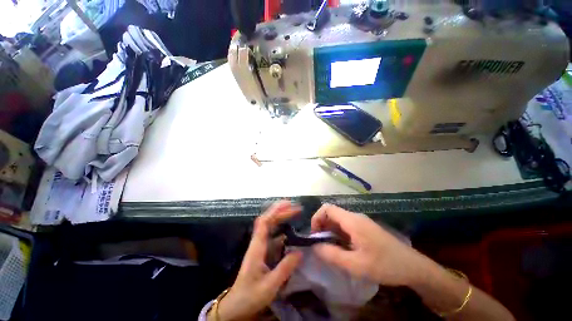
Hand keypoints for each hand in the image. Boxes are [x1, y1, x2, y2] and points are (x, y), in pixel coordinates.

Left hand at [212, 201, 302, 320]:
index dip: (276, 211)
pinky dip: (282, 231)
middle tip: (296, 207)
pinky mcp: (263, 252)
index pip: (265, 222)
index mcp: (257, 247)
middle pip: (268, 220)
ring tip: (295, 214)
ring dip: (281, 218)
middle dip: (281, 211)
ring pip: (270, 227)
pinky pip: (273, 237)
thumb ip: (284, 269)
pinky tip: (291, 233)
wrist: (236, 306)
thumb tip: (300, 252)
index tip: (289, 205)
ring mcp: (260, 247)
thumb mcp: (269, 286)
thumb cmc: (250, 296)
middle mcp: (258, 243)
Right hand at [311, 204, 427, 286]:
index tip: (314, 235)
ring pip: (338, 221)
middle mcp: (355, 217)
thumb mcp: (356, 265)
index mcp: (352, 220)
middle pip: (331, 214)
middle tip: (320, 245)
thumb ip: (332, 255)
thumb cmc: (385, 265)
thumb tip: (315, 247)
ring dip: (330, 231)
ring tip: (330, 249)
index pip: (327, 208)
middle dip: (322, 226)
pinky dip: (338, 235)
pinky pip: (346, 227)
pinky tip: (342, 249)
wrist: (413, 268)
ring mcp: (361, 222)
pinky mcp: (365, 229)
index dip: (316, 218)